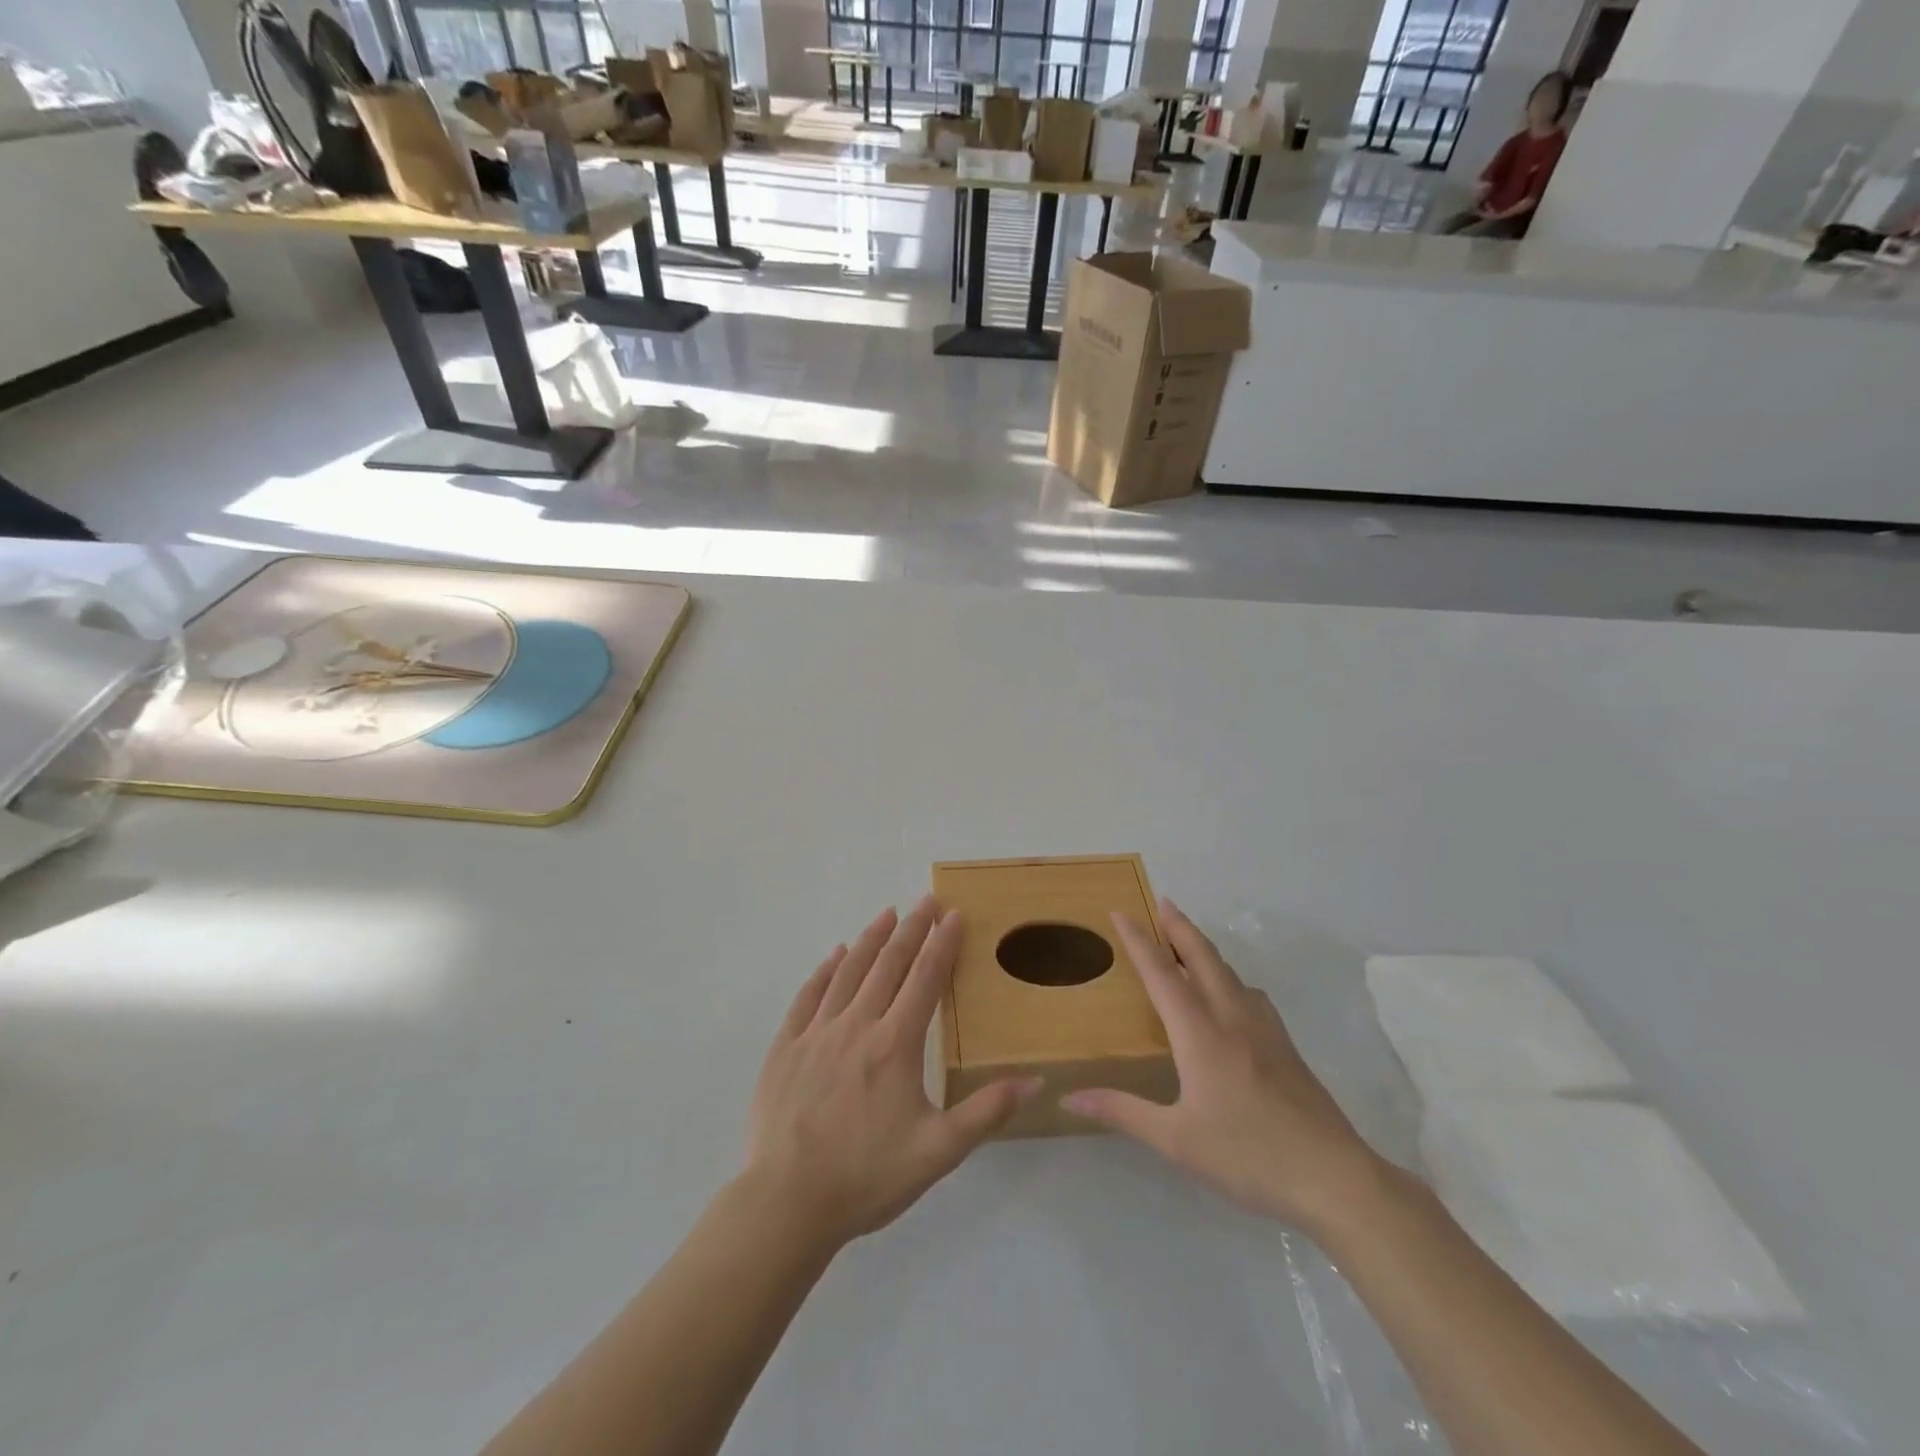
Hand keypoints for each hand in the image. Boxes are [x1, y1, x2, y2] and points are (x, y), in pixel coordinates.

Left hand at [743, 898, 1040, 1250]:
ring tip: (887, 913)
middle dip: (911, 928)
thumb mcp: (939, 1152)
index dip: (942, 944)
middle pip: (888, 964)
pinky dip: (825, 970)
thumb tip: (1036, 1079)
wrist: (787, 1202)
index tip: (954, 914)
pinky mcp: (785, 1047)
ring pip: (848, 971)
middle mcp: (856, 1025)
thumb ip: (986, 1112)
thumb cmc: (867, 1176)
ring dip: (871, 939)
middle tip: (926, 900)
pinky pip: (808, 995)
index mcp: (895, 1044)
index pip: (925, 979)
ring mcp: (816, 1033)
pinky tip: (835, 955)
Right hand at [1062, 900, 1382, 1235]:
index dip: (1138, 941)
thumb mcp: (1176, 1140)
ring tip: (1186, 940)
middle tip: (1161, 902)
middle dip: (1179, 925)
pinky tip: (1230, 993)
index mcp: (1200, 1033)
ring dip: (1203, 947)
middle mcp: (1231, 1018)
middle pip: (1202, 956)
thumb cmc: (1247, 1156)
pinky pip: (1249, 992)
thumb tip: (1070, 1098)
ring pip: (1229, 971)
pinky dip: (1228, 975)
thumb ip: (1122, 1111)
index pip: (1162, 973)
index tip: (1120, 912)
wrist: (1333, 1176)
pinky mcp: (1284, 1044)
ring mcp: (1264, 1029)